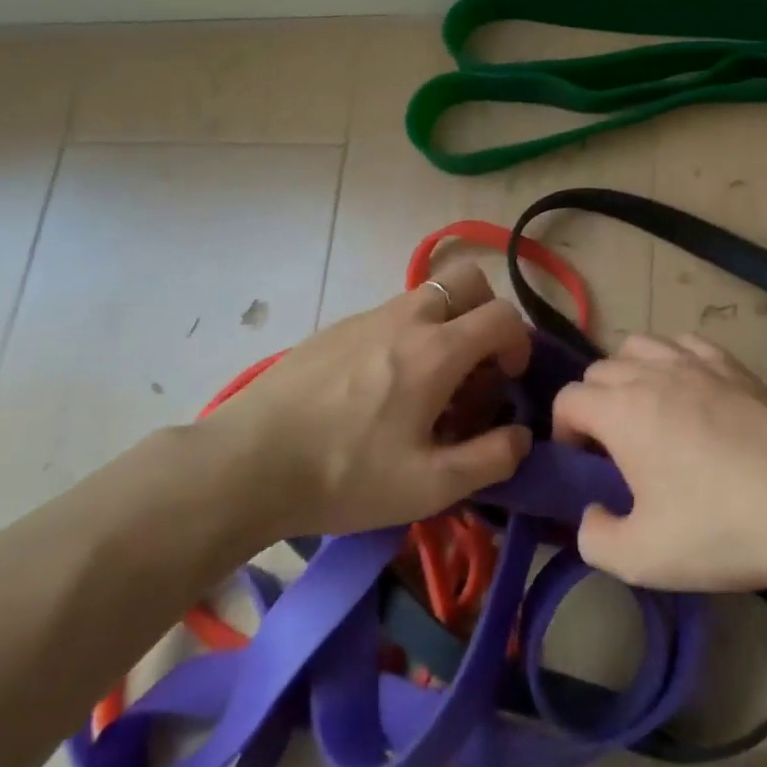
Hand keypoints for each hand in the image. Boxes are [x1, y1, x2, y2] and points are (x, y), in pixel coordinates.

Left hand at [203, 264, 532, 543]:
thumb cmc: (344, 475)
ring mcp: (367, 317)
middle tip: (475, 362)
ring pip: (428, 295)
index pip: (503, 315)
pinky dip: (407, 334)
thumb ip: (491, 459)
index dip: (520, 342)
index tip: (507, 378)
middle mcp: (408, 317)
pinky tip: (378, 387)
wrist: (245, 464)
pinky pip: (390, 314)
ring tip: (426, 382)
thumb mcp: (428, 486)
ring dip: (446, 323)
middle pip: (469, 280)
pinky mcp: (336, 328)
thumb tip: (521, 436)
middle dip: (487, 312)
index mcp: (437, 350)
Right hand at [551, 333, 766, 592]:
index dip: (563, 431)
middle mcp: (652, 374)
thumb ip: (595, 538)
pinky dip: (674, 358)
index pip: (569, 398)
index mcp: (622, 411)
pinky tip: (688, 387)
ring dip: (629, 371)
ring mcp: (696, 363)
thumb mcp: (641, 558)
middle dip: (593, 402)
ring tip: (645, 408)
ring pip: (641, 344)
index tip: (582, 465)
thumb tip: (592, 513)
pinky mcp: (733, 366)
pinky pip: (687, 343)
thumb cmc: (718, 529)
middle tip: (612, 445)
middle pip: (601, 368)